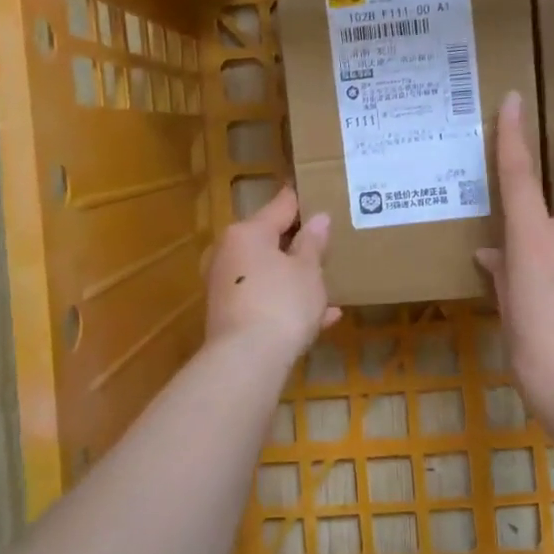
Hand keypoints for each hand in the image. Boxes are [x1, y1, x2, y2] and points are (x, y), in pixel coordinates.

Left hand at [205, 186, 341, 361]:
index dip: (301, 200)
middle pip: (268, 240)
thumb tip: (319, 218)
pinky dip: (287, 303)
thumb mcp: (308, 270)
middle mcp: (229, 253)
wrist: (246, 361)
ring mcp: (225, 285)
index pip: (280, 206)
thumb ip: (313, 243)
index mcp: (248, 232)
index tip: (317, 192)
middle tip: (327, 242)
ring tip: (327, 282)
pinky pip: (264, 299)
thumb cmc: (282, 303)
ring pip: (267, 272)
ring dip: (295, 277)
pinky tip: (322, 317)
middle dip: (297, 244)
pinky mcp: (228, 315)